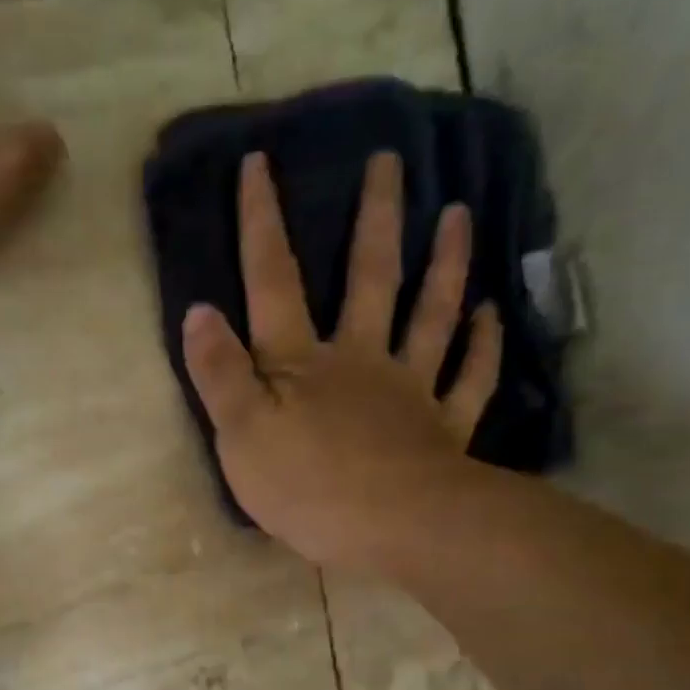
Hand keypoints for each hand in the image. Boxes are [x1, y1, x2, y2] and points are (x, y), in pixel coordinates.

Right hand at [183, 151, 502, 573]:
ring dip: (443, 263)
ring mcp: (409, 390)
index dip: (262, 224)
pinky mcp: (443, 428)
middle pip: (368, 278)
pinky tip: (490, 314)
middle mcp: (359, 360)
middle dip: (374, 217)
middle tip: (389, 160)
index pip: (273, 283)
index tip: (260, 163)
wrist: (394, 529)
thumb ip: (219, 374)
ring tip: (457, 212)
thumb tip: (199, 311)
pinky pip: (469, 378)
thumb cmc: (306, 486)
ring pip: (429, 315)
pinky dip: (483, 345)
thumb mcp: (240, 435)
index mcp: (300, 363)